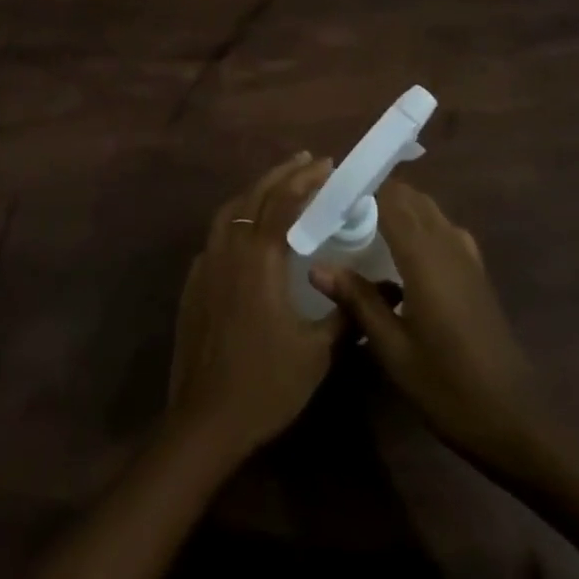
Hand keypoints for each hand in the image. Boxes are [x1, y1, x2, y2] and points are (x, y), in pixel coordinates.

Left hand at [167, 152, 342, 458]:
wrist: (206, 417)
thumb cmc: (266, 383)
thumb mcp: (316, 351)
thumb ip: (345, 314)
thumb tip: (384, 289)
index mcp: (260, 254)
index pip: (285, 200)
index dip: (307, 179)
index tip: (328, 166)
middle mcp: (231, 245)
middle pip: (256, 194)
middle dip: (283, 174)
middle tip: (308, 161)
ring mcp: (207, 259)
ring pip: (232, 209)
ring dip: (257, 190)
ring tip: (280, 185)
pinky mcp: (195, 278)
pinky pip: (218, 232)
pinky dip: (238, 216)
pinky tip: (249, 229)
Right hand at [312, 180, 542, 467]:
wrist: (517, 424)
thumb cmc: (448, 388)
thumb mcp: (394, 350)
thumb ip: (357, 300)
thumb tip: (316, 267)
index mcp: (423, 256)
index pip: (389, 197)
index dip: (360, 187)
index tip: (329, 192)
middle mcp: (446, 244)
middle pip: (409, 196)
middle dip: (375, 193)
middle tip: (340, 210)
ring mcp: (466, 257)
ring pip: (428, 209)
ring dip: (398, 206)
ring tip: (364, 225)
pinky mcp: (476, 272)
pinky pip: (443, 228)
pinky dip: (420, 224)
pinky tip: (404, 252)